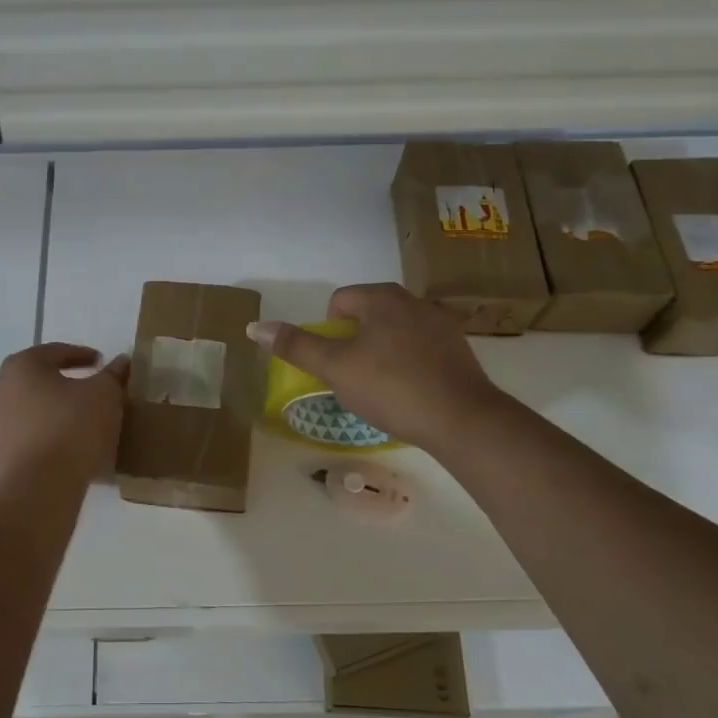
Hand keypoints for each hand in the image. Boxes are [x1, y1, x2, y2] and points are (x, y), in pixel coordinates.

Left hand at [0, 343, 129, 491]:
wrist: (37, 489)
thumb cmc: (72, 429)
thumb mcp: (104, 396)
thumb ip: (112, 376)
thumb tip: (120, 362)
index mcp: (22, 368)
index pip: (54, 352)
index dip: (81, 355)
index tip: (100, 362)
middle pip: (34, 384)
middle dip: (59, 387)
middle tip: (85, 396)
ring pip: (23, 417)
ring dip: (46, 419)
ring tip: (74, 432)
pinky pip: (18, 448)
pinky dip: (36, 449)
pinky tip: (56, 460)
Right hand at [248, 283, 497, 450]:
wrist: (462, 419)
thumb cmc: (391, 387)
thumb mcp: (335, 368)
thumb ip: (296, 346)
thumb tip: (255, 326)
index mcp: (383, 298)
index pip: (340, 301)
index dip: (328, 332)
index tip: (336, 363)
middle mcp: (414, 301)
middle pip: (368, 314)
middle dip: (355, 341)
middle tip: (354, 376)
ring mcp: (442, 324)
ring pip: (395, 331)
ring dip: (382, 351)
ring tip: (383, 386)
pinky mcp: (459, 349)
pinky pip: (420, 348)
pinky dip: (409, 363)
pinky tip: (410, 391)